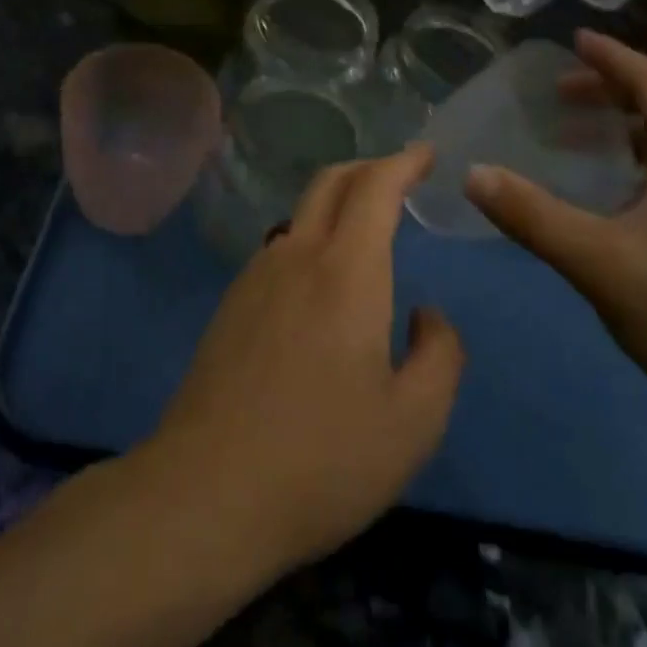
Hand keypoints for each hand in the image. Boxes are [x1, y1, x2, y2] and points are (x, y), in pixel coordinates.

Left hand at [152, 145, 464, 574]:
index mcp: (347, 271)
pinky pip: (278, 249)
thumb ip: (440, 355)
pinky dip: (310, 238)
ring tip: (364, 228)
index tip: (426, 153)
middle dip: (369, 168)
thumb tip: (426, 315)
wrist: (206, 493)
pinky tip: (319, 281)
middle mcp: (296, 256)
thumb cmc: (322, 458)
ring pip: (299, 214)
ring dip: (336, 204)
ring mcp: (254, 279)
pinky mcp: (229, 307)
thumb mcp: (414, 421)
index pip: (376, 187)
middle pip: (330, 183)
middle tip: (399, 176)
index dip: (403, 161)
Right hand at [465, 29, 646, 431]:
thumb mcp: (597, 259)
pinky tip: (617, 193)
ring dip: (626, 130)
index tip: (575, 40)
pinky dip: (643, 163)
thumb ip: (532, 214)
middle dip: (611, 93)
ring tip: (579, 138)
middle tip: (559, 95)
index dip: (611, 58)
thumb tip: (473, 173)